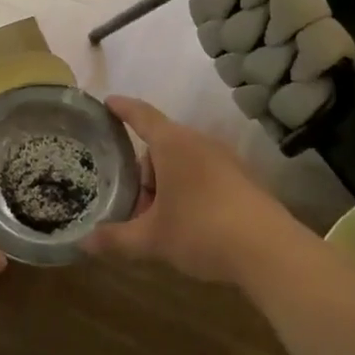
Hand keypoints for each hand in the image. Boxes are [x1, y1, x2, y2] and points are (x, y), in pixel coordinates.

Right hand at [82, 95, 303, 285]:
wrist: (270, 251)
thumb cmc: (202, 230)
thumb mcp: (152, 238)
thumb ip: (116, 238)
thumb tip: (83, 243)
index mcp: (173, 144)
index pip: (141, 115)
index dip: (122, 108)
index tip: (107, 102)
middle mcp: (199, 142)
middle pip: (161, 146)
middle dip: (144, 173)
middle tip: (136, 207)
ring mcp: (226, 159)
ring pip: (184, 162)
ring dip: (167, 185)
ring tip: (162, 221)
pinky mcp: (244, 179)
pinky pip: (205, 174)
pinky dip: (190, 190)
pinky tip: (191, 224)